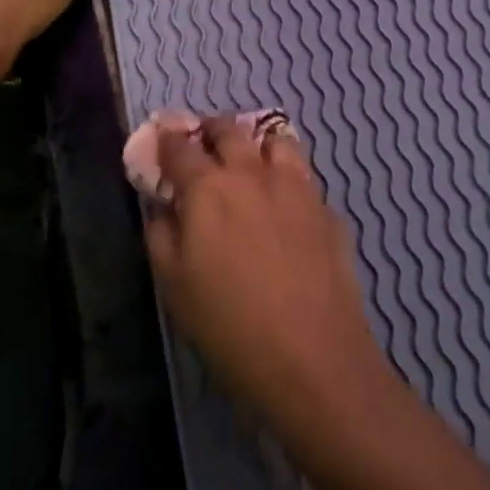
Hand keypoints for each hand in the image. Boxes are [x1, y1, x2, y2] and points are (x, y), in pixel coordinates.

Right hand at [145, 115, 398, 455]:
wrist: (313, 360)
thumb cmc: (229, 326)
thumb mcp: (173, 285)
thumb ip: (161, 233)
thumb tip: (163, 205)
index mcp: (209, 188)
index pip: (180, 147)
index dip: (167, 141)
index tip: (162, 142)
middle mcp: (253, 174)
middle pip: (229, 129)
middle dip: (210, 130)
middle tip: (203, 146)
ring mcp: (297, 188)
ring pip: (277, 139)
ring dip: (256, 143)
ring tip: (249, 164)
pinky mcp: (328, 210)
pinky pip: (304, 178)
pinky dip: (288, 179)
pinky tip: (285, 208)